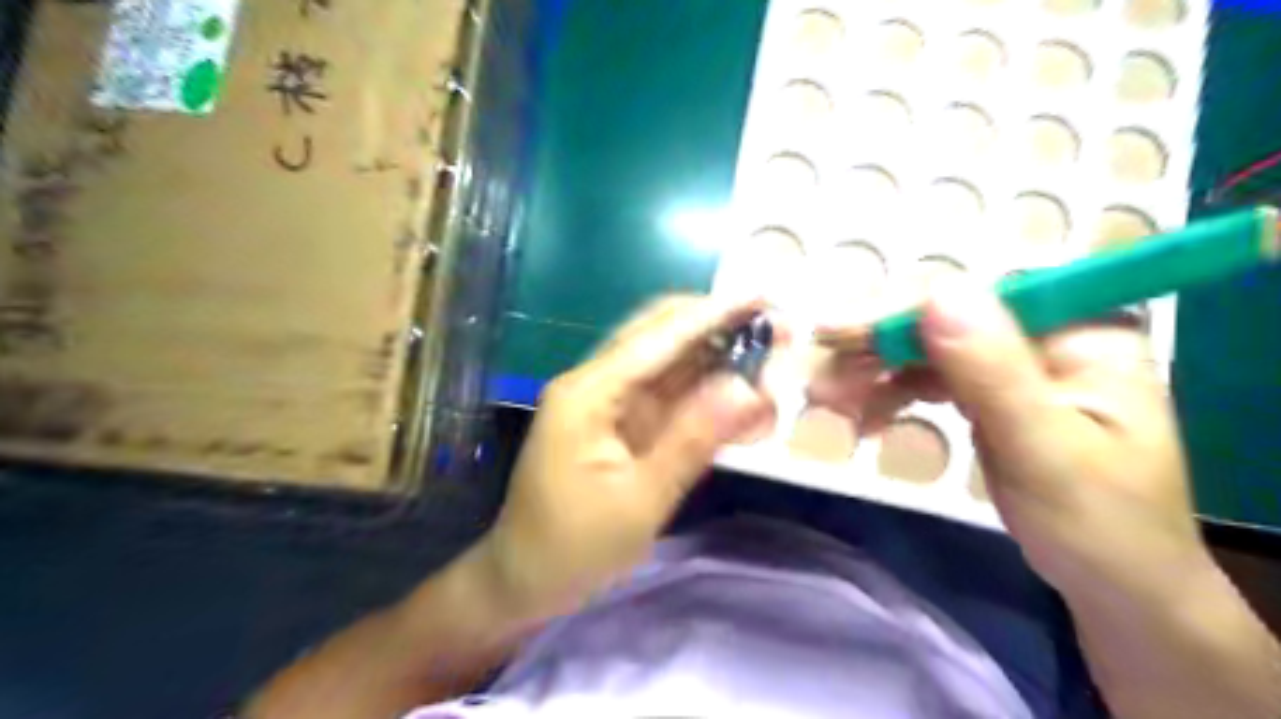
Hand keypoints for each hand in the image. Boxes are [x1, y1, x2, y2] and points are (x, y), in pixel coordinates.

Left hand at [481, 297, 780, 621]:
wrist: (525, 579)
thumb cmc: (574, 546)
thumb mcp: (640, 500)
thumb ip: (693, 438)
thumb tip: (747, 387)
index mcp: (589, 393)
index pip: (658, 337)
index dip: (713, 314)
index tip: (762, 296)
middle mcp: (596, 384)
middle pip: (661, 336)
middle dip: (719, 327)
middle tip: (775, 330)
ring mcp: (607, 402)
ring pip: (669, 363)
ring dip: (716, 356)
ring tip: (769, 355)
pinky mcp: (619, 423)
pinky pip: (666, 396)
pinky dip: (704, 392)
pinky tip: (739, 394)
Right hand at [809, 283, 1202, 596]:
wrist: (1116, 587)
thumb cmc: (1099, 525)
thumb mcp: (1044, 450)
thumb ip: (993, 371)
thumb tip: (939, 292)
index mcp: (1080, 334)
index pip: (976, 302)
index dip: (902, 313)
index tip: (835, 333)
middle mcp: (1044, 336)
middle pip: (945, 323)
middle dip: (876, 349)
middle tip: (820, 377)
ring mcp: (1014, 366)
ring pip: (927, 351)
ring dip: (874, 374)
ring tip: (828, 401)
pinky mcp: (991, 394)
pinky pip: (929, 381)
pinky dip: (891, 395)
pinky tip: (864, 419)